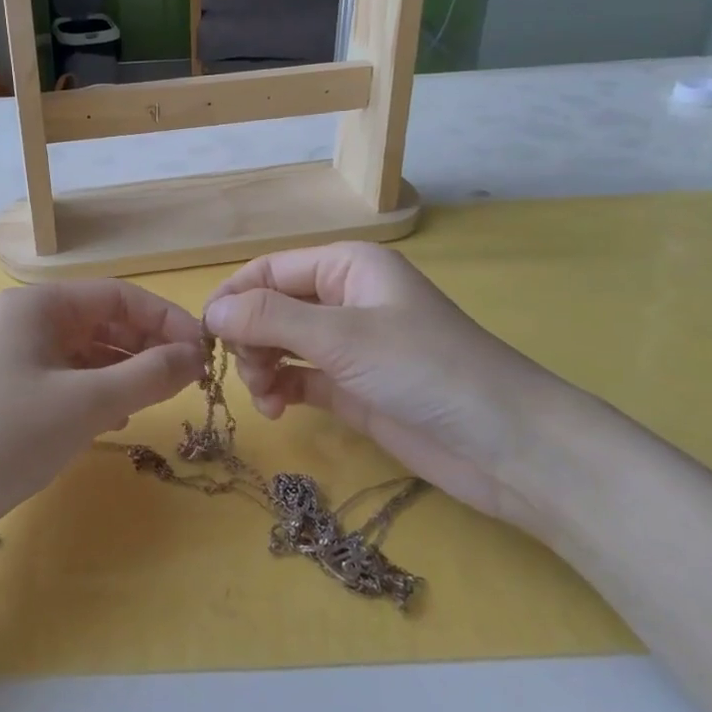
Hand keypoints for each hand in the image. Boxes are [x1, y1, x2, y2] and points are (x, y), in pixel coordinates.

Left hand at [0, 280, 204, 520]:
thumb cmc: (11, 435)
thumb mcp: (88, 401)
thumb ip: (148, 374)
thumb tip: (196, 356)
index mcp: (37, 305)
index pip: (116, 295)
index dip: (164, 318)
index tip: (204, 350)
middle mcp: (25, 324)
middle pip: (102, 321)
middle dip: (147, 345)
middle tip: (189, 378)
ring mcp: (16, 361)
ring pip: (87, 354)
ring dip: (127, 370)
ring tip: (161, 397)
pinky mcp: (13, 398)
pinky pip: (70, 382)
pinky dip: (100, 393)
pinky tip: (119, 417)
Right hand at [202, 242, 578, 529]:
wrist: (506, 444)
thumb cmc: (424, 369)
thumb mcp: (341, 336)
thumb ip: (270, 319)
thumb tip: (211, 312)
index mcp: (347, 267)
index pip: (270, 270)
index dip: (234, 297)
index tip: (204, 334)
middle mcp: (345, 299)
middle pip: (271, 308)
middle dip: (250, 337)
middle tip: (247, 372)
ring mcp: (349, 346)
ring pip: (281, 344)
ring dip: (261, 367)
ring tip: (266, 397)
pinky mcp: (353, 387)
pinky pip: (299, 377)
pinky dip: (281, 389)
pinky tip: (277, 408)